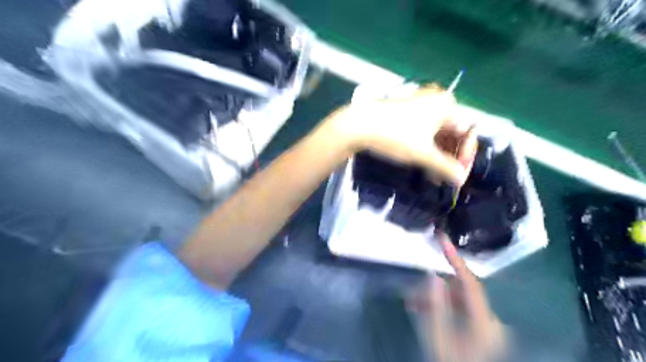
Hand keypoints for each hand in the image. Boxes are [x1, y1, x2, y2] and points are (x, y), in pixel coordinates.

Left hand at [326, 83, 475, 186]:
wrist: (359, 125)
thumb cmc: (395, 136)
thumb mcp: (423, 154)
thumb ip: (445, 167)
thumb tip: (460, 180)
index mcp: (446, 105)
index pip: (466, 133)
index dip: (465, 156)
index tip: (458, 175)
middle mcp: (436, 101)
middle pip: (452, 133)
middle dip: (450, 158)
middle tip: (446, 179)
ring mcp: (420, 106)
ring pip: (437, 133)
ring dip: (438, 155)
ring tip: (434, 176)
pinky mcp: (407, 113)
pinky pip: (424, 131)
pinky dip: (426, 147)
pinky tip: (424, 163)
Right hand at [405, 233, 506, 361]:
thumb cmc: (450, 361)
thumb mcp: (437, 338)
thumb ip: (434, 305)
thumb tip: (432, 275)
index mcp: (484, 322)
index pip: (470, 282)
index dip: (455, 258)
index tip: (442, 238)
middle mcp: (490, 319)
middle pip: (460, 290)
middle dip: (435, 287)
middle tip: (412, 294)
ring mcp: (487, 323)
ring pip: (457, 297)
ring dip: (435, 297)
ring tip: (413, 304)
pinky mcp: (481, 325)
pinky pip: (460, 306)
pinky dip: (442, 304)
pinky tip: (424, 309)